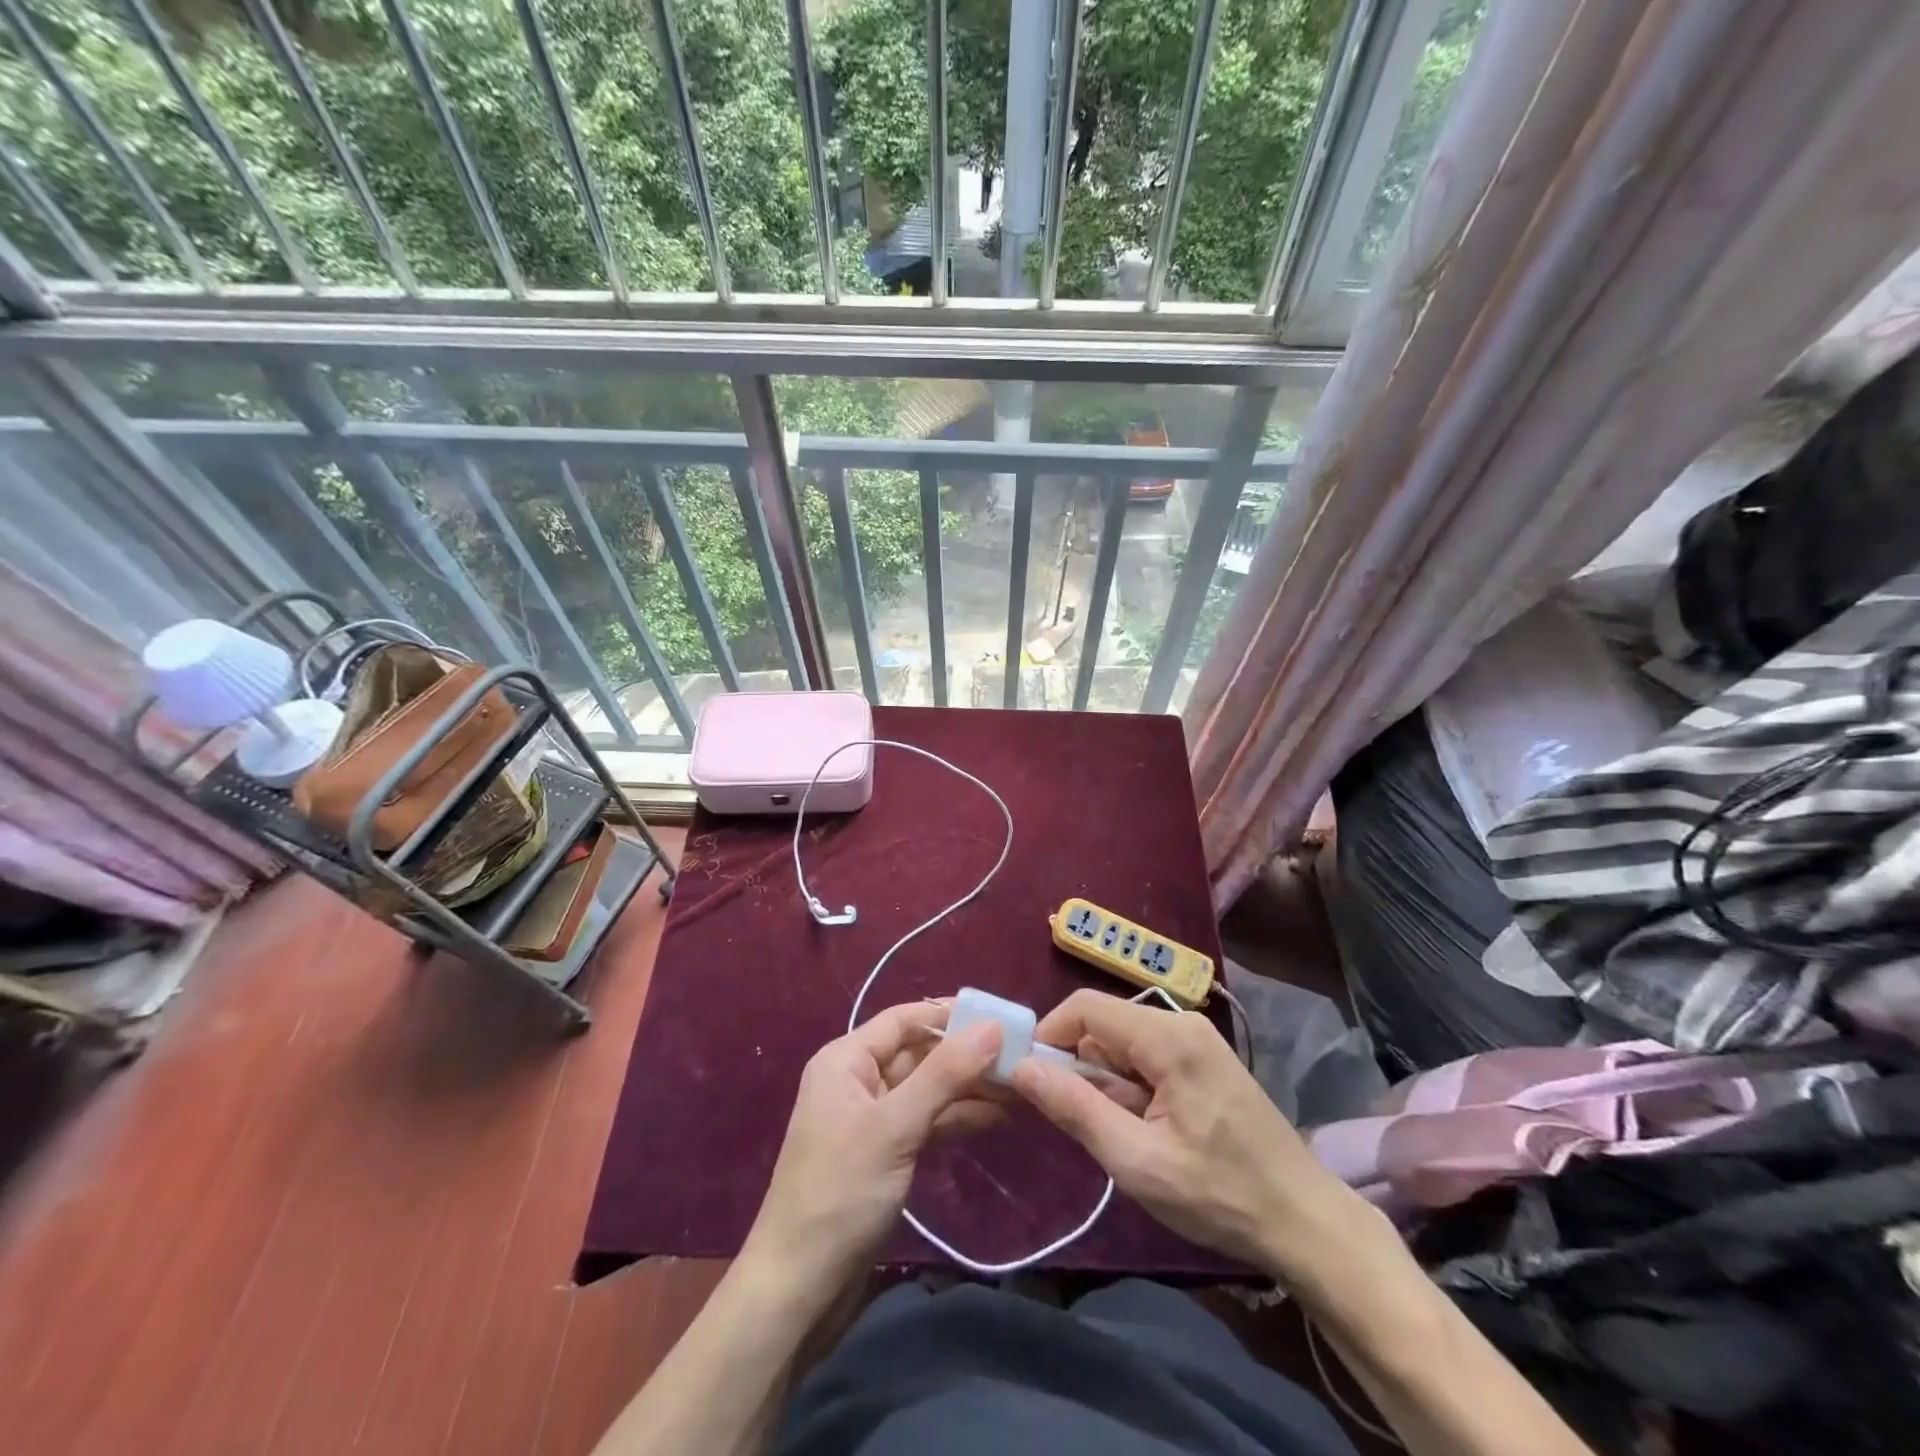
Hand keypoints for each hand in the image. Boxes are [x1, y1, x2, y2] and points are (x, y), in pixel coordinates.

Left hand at [745, 1002, 1002, 1293]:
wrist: (799, 1290)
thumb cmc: (841, 1193)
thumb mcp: (896, 1126)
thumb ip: (945, 1073)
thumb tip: (992, 1026)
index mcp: (846, 1060)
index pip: (904, 1019)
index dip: (949, 1015)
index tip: (999, 1017)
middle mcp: (857, 1080)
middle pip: (918, 1053)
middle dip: (966, 1055)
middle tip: (1021, 1057)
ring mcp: (871, 1119)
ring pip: (927, 1089)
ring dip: (968, 1089)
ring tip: (1019, 1087)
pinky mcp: (884, 1154)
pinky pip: (925, 1121)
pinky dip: (956, 1118)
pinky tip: (995, 1117)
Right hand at [1009, 989, 1357, 1275]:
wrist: (1306, 1222)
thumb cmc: (1220, 1195)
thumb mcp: (1138, 1161)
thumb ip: (1076, 1109)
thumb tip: (1020, 1068)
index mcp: (1168, 1037)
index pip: (1085, 1007)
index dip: (1050, 1035)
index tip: (1031, 1079)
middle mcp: (1182, 1022)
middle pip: (1104, 1024)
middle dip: (1079, 1066)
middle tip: (1078, 1122)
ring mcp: (1197, 1039)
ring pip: (1123, 1042)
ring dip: (1106, 1080)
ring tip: (1119, 1134)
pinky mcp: (1204, 1059)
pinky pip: (1147, 1055)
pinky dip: (1130, 1085)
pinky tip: (1144, 1128)